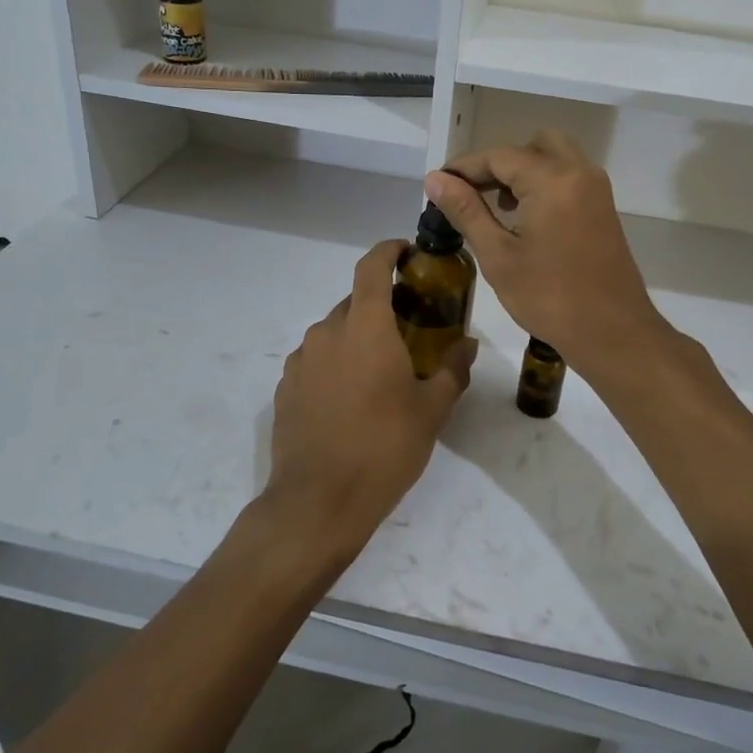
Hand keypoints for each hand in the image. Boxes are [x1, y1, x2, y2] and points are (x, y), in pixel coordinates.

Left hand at [264, 240, 476, 560]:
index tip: (408, 251)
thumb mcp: (431, 410)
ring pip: (334, 332)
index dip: (389, 250)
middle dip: (381, 306)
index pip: (372, 267)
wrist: (318, 502)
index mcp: (365, 327)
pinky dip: (336, 364)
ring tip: (381, 370)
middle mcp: (327, 332)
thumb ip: (452, 370)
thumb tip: (467, 345)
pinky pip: (316, 360)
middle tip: (409, 329)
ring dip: (358, 338)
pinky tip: (351, 398)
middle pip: (355, 301)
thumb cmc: (383, 448)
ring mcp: (301, 360)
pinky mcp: (285, 387)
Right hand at [425, 131, 669, 372]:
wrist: (613, 334)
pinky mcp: (603, 209)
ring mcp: (596, 190)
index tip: (438, 184)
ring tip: (495, 205)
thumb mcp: (499, 256)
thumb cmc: (550, 298)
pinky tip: (523, 217)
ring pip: (554, 157)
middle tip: (471, 192)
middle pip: (532, 146)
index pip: (500, 156)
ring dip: (522, 171)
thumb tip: (436, 180)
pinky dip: (543, 183)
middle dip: (498, 163)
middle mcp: (579, 173)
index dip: (464, 167)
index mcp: (553, 180)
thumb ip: (466, 211)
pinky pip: (569, 177)